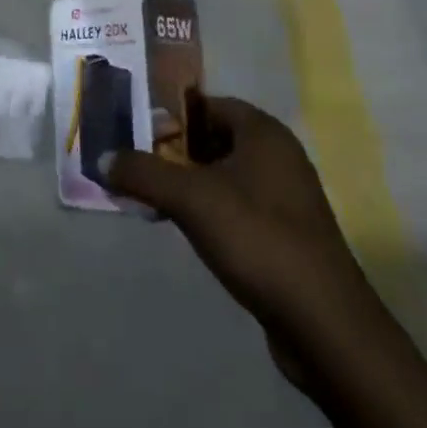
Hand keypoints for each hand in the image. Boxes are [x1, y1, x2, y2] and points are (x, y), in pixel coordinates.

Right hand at [104, 95, 361, 371]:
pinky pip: (240, 206)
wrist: (323, 322)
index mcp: (263, 132)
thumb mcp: (191, 199)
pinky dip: (211, 210)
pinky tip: (187, 230)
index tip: (138, 133)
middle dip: (176, 151)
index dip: (172, 116)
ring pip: (227, 175)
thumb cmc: (256, 238)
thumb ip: (144, 174)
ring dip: (191, 183)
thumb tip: (103, 158)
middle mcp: (279, 155)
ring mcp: (287, 197)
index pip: (209, 104)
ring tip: (154, 199)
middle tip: (139, 165)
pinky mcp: (288, 235)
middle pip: (216, 138)